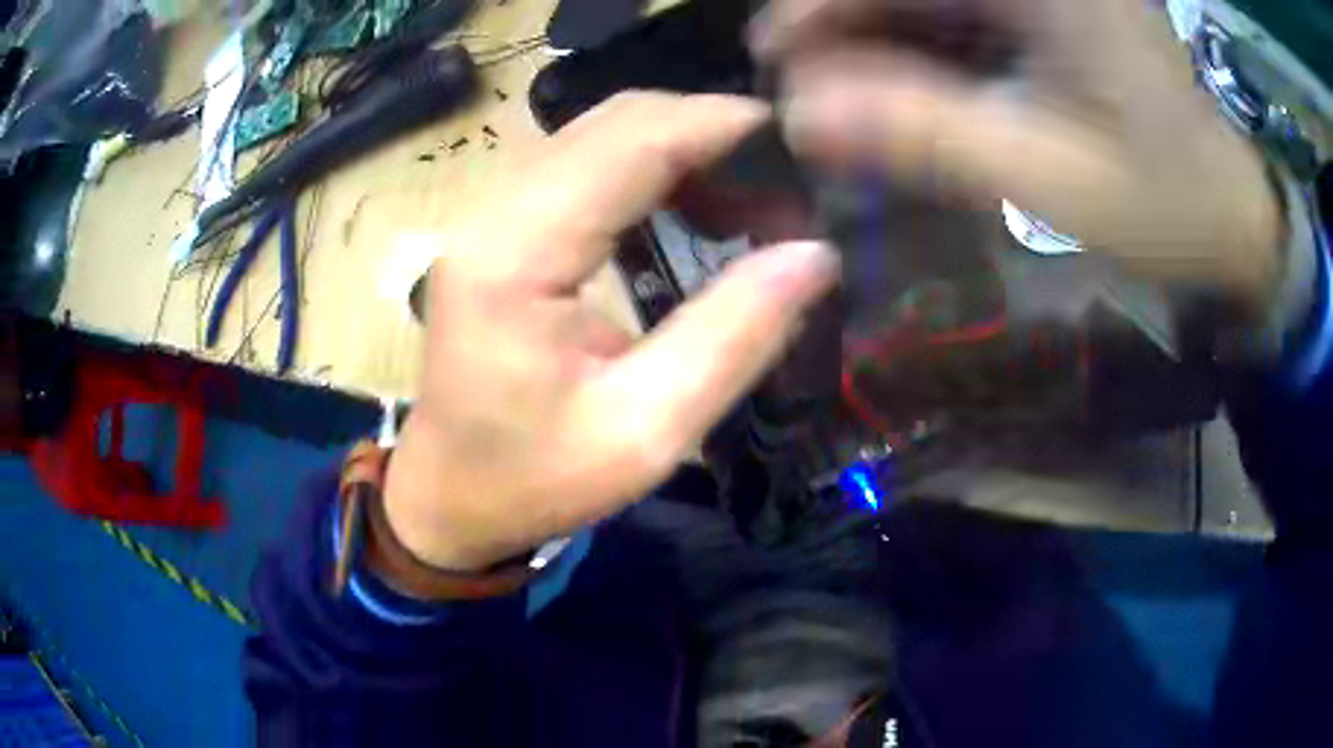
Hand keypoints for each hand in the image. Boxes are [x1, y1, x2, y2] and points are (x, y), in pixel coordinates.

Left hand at [384, 93, 839, 570]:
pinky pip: (583, 164)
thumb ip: (732, 337)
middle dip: (705, 130)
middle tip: (781, 177)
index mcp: (515, 256)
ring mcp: (490, 213)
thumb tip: (814, 255)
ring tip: (748, 193)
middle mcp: (493, 212)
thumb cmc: (534, 480)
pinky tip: (691, 205)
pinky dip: (647, 167)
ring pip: (598, 133)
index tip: (795, 136)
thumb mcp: (644, 432)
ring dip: (679, 145)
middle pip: (612, 123)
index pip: (629, 143)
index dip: (717, 124)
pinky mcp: (499, 226)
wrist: (449, 493)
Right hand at [754, 0, 1283, 314]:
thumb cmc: (1166, 205)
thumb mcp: (1052, 178)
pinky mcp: (1053, 12)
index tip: (775, 55)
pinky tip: (896, 86)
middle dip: (842, 16)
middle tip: (796, 78)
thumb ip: (930, 137)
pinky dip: (919, 43)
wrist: (1232, 217)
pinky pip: (963, 12)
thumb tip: (802, 118)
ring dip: (873, 31)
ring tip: (834, 91)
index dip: (824, 3)